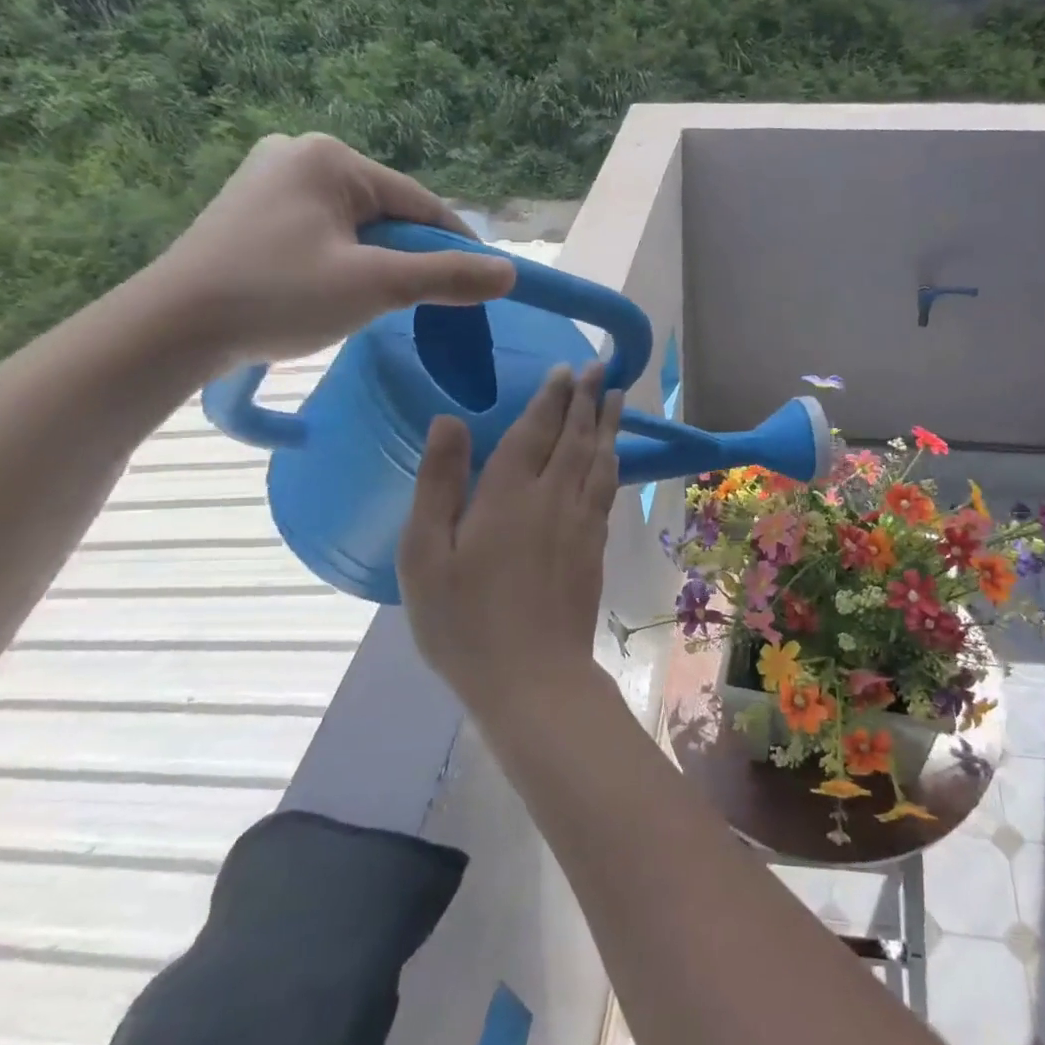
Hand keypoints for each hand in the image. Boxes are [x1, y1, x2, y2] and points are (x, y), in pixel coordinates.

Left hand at [145, 133, 515, 368]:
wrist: (172, 328)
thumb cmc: (278, 296)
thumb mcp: (375, 286)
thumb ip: (447, 277)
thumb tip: (510, 273)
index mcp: (331, 158)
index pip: (421, 204)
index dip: (458, 248)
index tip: (482, 288)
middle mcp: (300, 154)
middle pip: (390, 214)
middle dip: (412, 258)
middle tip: (421, 305)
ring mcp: (271, 180)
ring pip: (360, 227)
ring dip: (380, 264)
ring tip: (374, 303)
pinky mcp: (254, 210)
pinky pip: (327, 234)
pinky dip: (346, 262)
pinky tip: (336, 292)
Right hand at [399, 361, 623, 719]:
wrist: (531, 677)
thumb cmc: (464, 620)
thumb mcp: (426, 553)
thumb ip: (439, 483)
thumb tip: (449, 420)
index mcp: (509, 494)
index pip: (536, 430)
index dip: (552, 397)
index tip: (567, 369)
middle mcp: (554, 498)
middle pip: (577, 437)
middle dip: (589, 399)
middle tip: (602, 367)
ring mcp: (581, 523)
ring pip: (600, 461)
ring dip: (609, 425)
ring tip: (618, 397)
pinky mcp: (595, 548)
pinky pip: (608, 490)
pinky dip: (613, 463)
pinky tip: (613, 459)